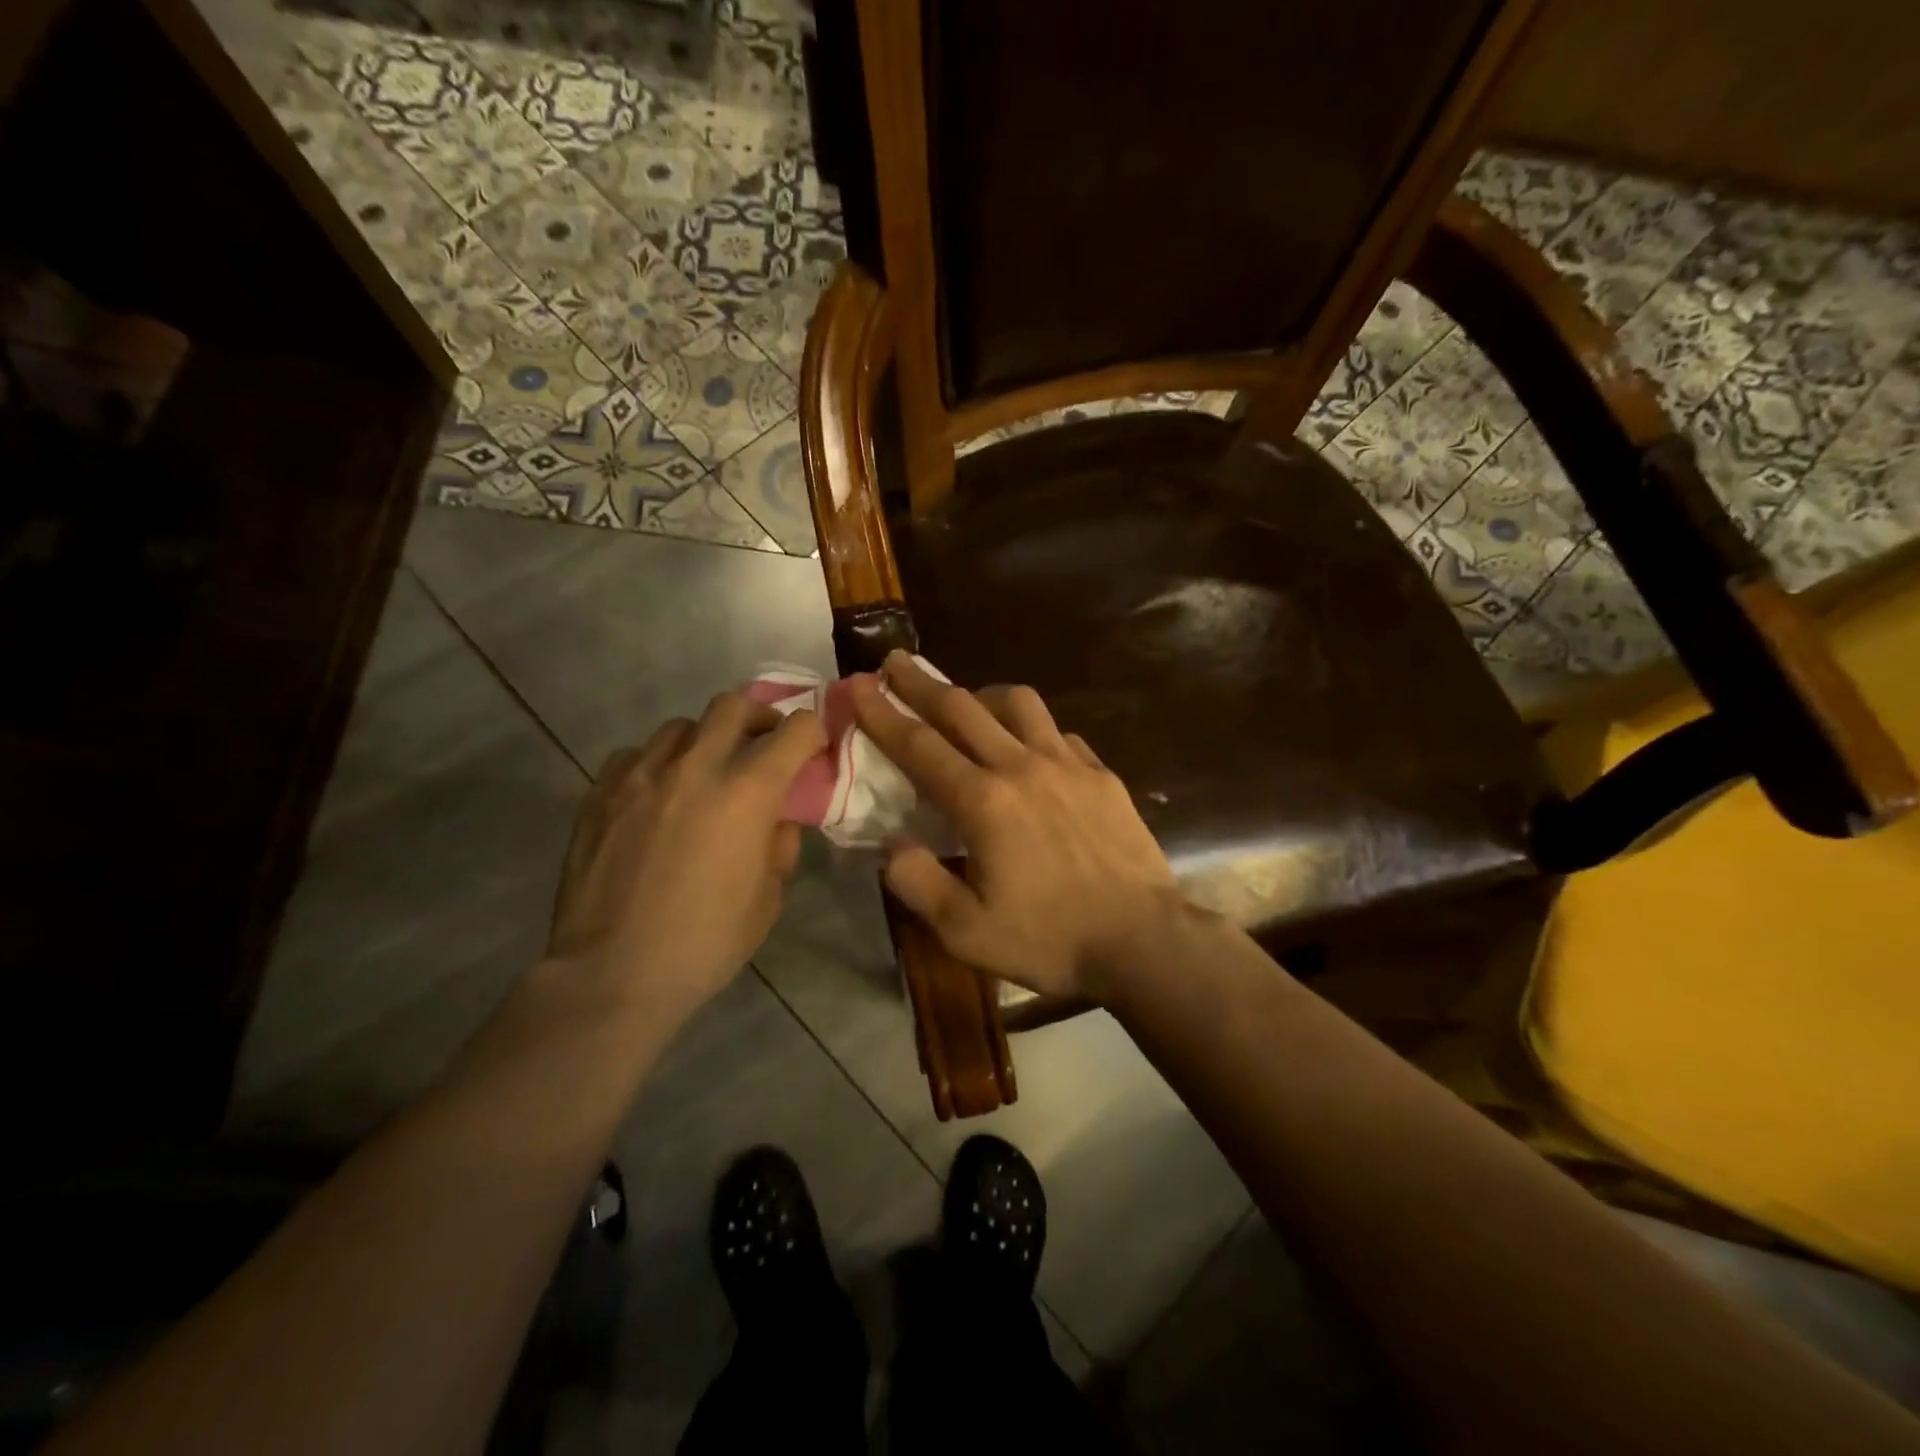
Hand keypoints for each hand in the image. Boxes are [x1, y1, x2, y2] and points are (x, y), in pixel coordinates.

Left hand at [543, 693, 824, 1023]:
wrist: (613, 973)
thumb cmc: (706, 942)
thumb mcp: (768, 899)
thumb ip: (779, 846)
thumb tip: (775, 820)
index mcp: (747, 792)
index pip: (794, 730)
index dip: (812, 731)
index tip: (814, 745)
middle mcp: (695, 767)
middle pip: (733, 706)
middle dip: (759, 716)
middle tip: (763, 744)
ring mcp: (641, 775)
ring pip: (681, 727)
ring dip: (705, 741)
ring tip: (703, 773)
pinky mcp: (600, 793)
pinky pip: (635, 755)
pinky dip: (656, 764)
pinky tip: (656, 796)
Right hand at [849, 652, 1181, 1000]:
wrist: (1142, 941)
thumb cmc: (1050, 941)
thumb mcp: (966, 932)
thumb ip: (919, 883)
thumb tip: (892, 845)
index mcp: (984, 803)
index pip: (920, 745)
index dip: (883, 713)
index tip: (858, 685)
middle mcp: (1022, 767)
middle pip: (963, 708)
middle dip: (921, 683)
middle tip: (895, 662)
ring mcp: (1068, 765)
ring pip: (1018, 704)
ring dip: (982, 695)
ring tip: (968, 703)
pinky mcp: (1101, 774)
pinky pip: (1058, 732)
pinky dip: (1032, 729)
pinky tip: (1030, 749)